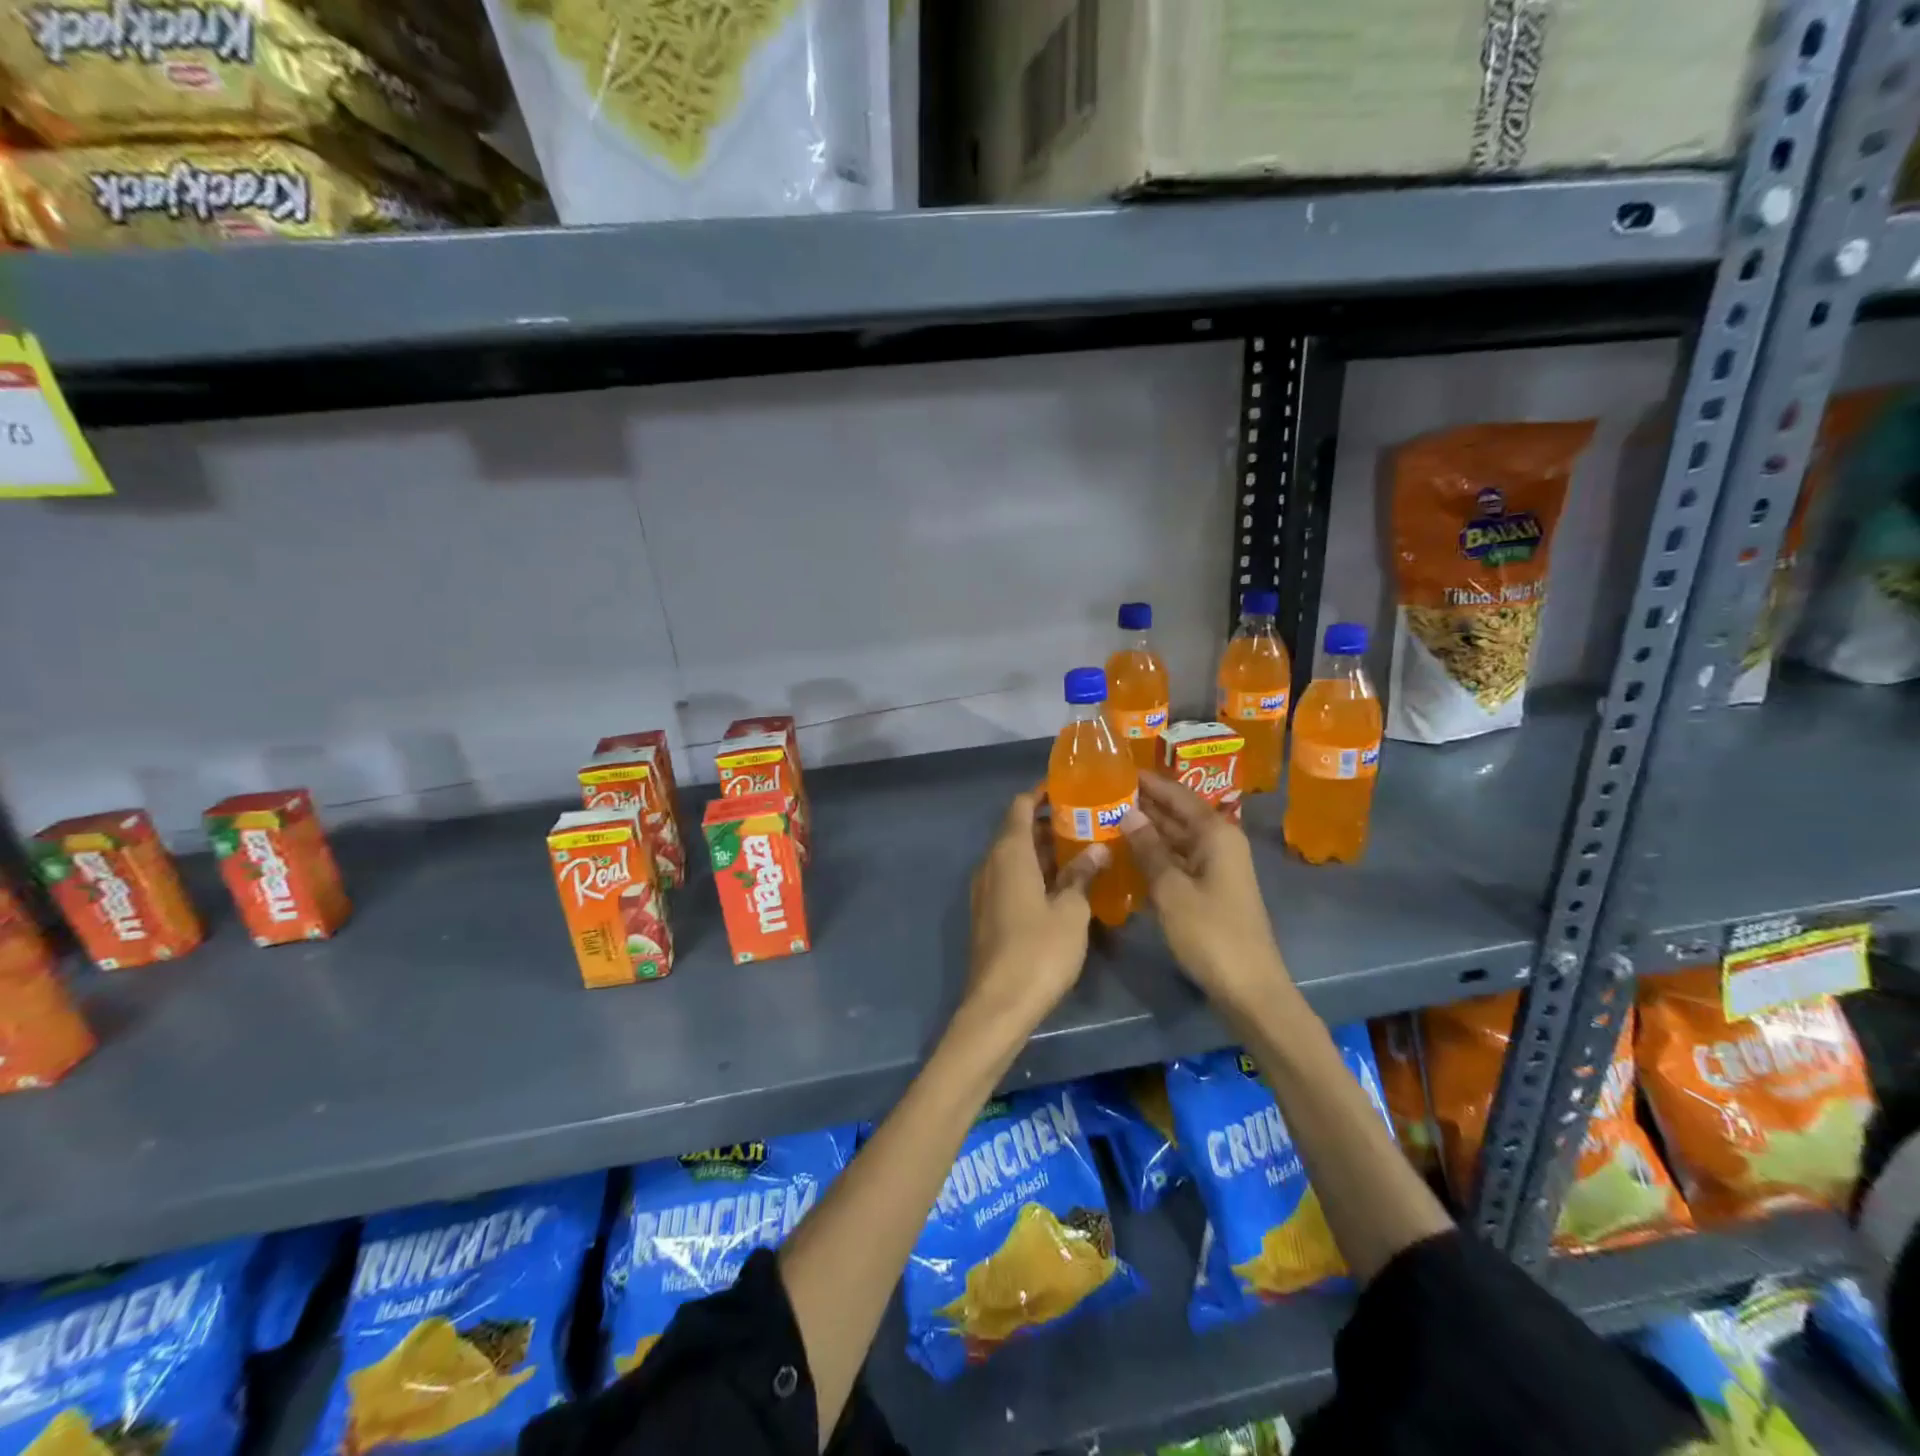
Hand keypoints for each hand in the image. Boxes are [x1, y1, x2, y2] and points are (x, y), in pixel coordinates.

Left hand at [963, 791, 1103, 1033]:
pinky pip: (1012, 879)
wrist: (1000, 1004)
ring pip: (1015, 857)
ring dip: (1044, 851)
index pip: (1020, 806)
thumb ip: (1082, 875)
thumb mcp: (1071, 910)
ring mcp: (986, 890)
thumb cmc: (1039, 950)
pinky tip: (1065, 886)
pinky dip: (1035, 873)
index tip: (1070, 789)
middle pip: (1018, 831)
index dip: (1042, 794)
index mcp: (1009, 854)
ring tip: (1084, 851)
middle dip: (1050, 823)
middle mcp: (991, 864)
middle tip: (1089, 822)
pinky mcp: (989, 913)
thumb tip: (1096, 849)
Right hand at [1124, 774, 1291, 1016]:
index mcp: (1216, 833)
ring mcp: (1216, 867)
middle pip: (1178, 813)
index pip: (1177, 794)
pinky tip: (1127, 852)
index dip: (1148, 782)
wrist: (1249, 988)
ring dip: (1147, 828)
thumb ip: (1148, 848)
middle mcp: (1219, 842)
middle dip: (1144, 803)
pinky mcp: (1211, 889)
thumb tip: (1127, 811)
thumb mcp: (1171, 889)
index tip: (1116, 768)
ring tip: (1107, 817)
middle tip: (1103, 792)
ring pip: (1177, 837)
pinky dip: (1155, 853)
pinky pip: (1178, 859)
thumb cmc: (1210, 933)